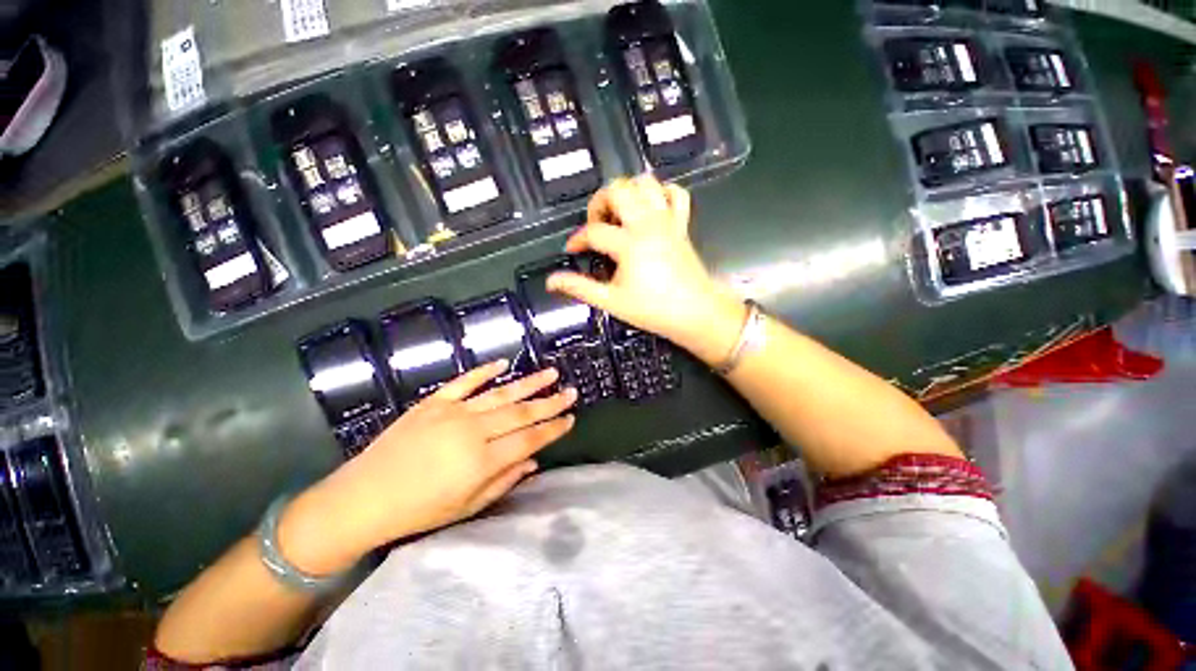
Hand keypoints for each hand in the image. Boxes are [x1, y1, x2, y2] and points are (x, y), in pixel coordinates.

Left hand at [279, 362, 576, 574]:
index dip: (553, 429)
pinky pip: (465, 382)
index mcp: (482, 461)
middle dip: (550, 403)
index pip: (529, 439)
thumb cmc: (419, 510)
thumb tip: (533, 462)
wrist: (362, 498)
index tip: (571, 419)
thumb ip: (504, 481)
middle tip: (571, 392)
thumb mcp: (467, 507)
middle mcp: (473, 432)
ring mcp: (453, 412)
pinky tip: (502, 363)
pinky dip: (484, 371)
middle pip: (521, 413)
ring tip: (551, 373)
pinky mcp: (433, 402)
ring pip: (501, 393)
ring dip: (529, 383)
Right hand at [547, 175, 746, 363]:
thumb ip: (580, 288)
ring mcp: (667, 221)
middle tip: (597, 224)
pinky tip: (651, 208)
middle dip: (600, 202)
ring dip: (628, 192)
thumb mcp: (611, 301)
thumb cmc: (653, 309)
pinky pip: (676, 194)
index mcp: (629, 243)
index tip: (572, 249)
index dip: (578, 239)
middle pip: (618, 190)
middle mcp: (648, 224)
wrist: (696, 313)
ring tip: (619, 214)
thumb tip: (552, 281)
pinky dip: (662, 194)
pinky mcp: (682, 225)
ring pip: (646, 183)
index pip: (594, 231)